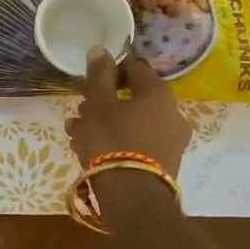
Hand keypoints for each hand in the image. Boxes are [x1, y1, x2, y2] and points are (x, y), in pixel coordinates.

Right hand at [66, 47, 190, 175]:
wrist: (133, 199)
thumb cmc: (112, 141)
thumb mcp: (98, 104)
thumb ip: (99, 74)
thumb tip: (101, 49)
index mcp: (158, 93)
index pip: (134, 67)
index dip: (110, 70)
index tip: (90, 82)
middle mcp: (172, 113)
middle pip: (132, 97)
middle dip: (103, 102)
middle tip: (80, 112)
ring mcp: (171, 141)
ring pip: (132, 122)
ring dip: (105, 123)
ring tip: (77, 135)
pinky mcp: (164, 163)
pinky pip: (137, 142)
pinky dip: (117, 141)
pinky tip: (90, 151)